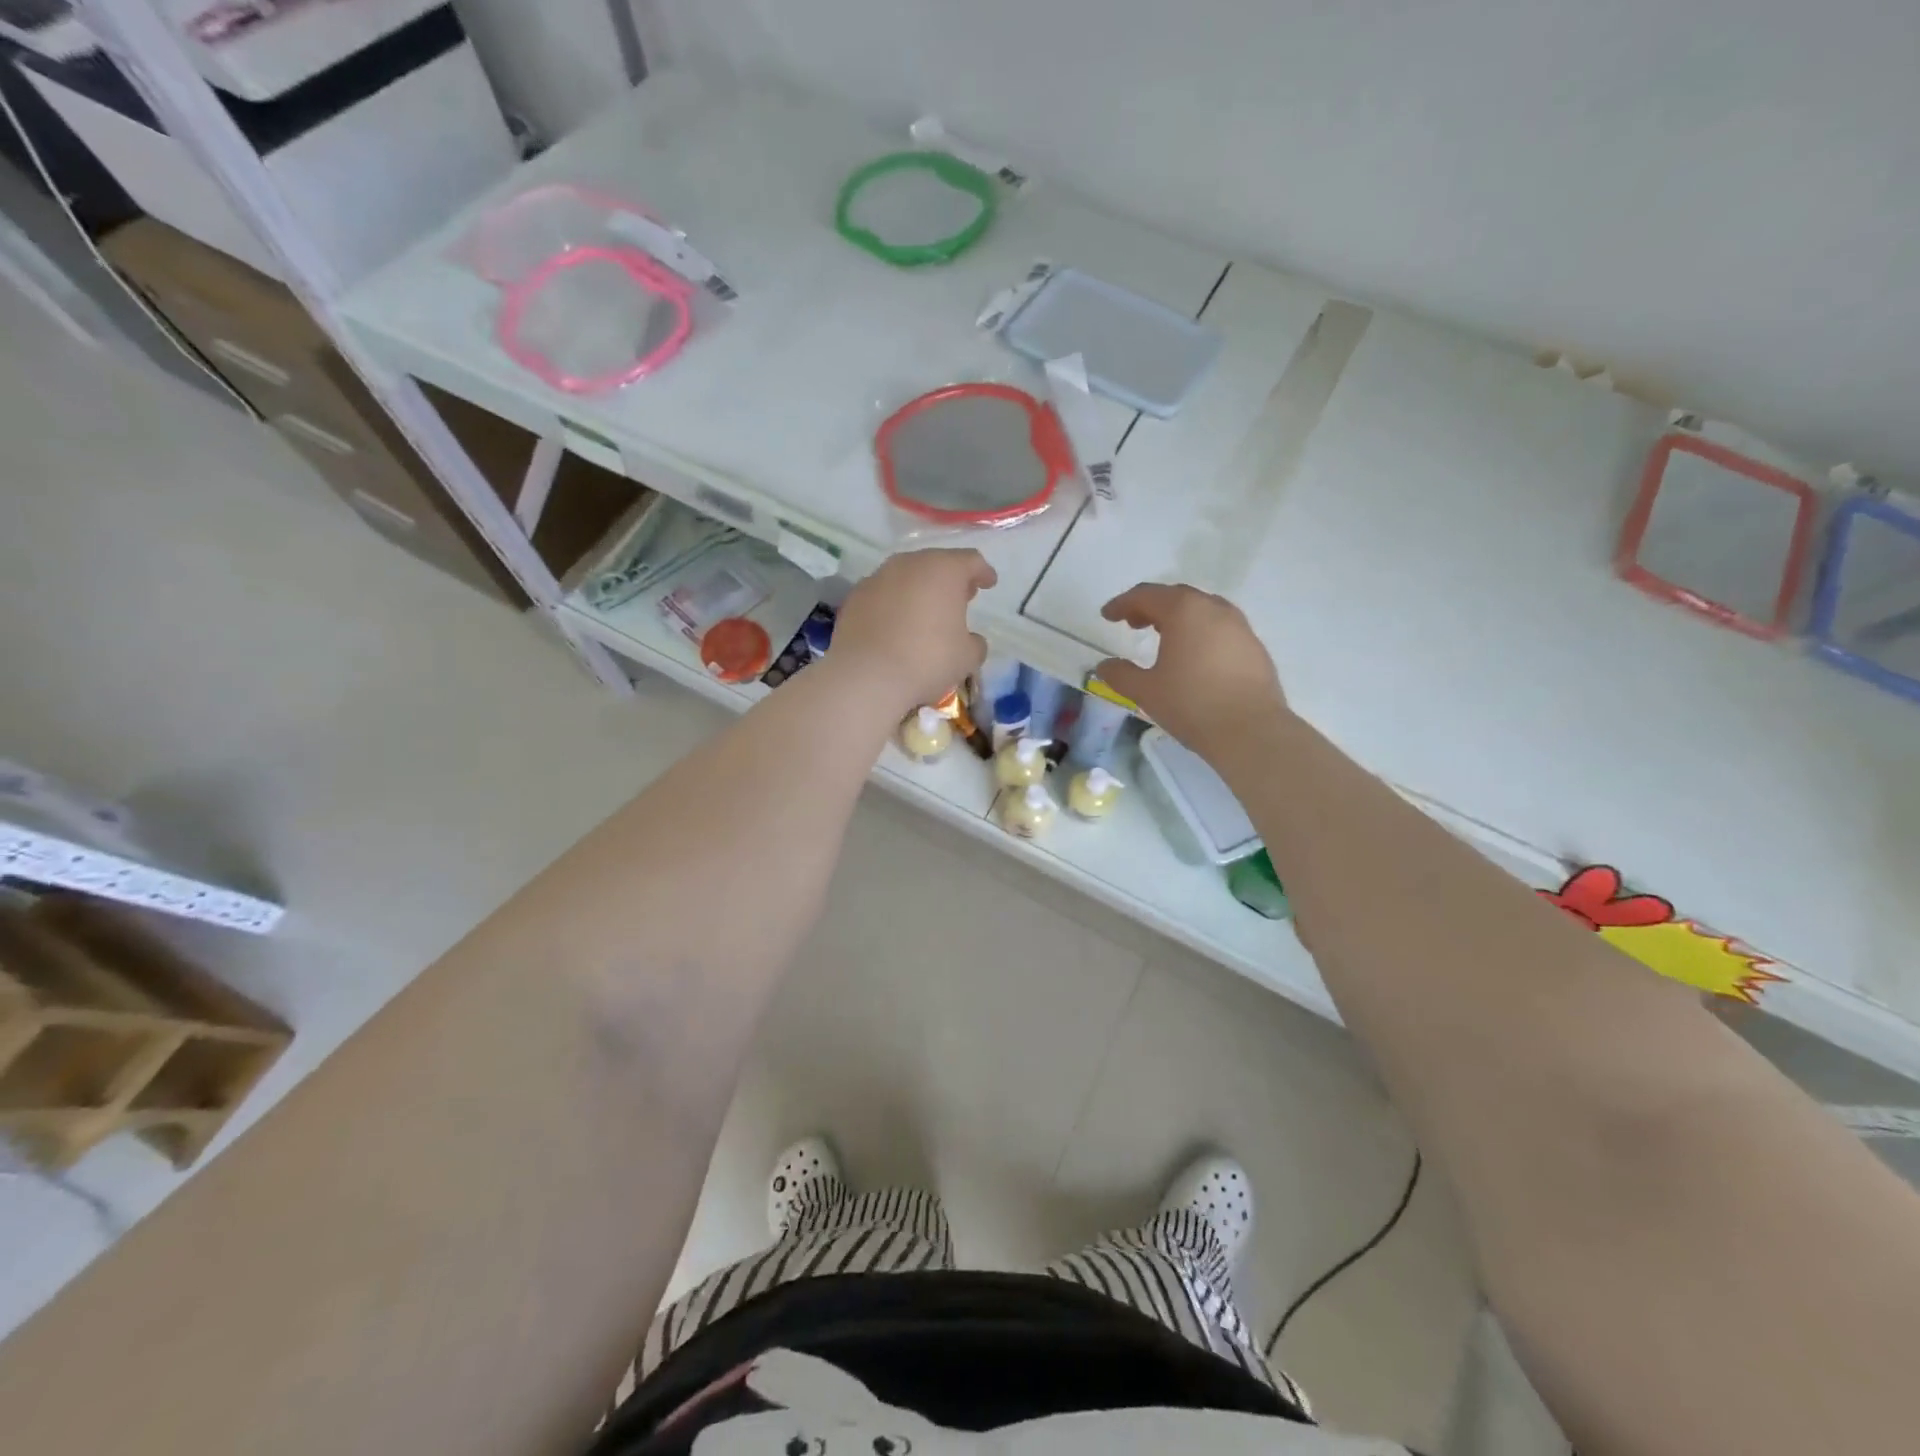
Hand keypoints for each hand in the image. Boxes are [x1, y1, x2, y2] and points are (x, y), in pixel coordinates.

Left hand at [832, 548, 996, 713]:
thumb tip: (971, 640)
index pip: (971, 561)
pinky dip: (893, 603)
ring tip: (926, 611)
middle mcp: (909, 564)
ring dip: (919, 589)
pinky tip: (896, 624)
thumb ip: (975, 643)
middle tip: (959, 597)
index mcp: (944, 570)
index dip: (983, 572)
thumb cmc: (928, 660)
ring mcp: (877, 578)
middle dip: (949, 579)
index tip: (989, 583)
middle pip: (935, 563)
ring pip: (905, 576)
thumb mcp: (967, 657)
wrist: (867, 676)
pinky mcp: (854, 597)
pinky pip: (882, 594)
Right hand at [1095, 583, 1290, 760]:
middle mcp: (1214, 609)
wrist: (1251, 731)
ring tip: (1163, 638)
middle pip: (1176, 596)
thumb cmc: (1191, 704)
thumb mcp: (1146, 691)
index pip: (1146, 595)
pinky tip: (1194, 657)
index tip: (1107, 616)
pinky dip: (1200, 632)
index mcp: (1184, 611)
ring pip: (1202, 610)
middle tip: (1133, 624)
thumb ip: (1120, 674)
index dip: (1123, 603)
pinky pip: (1220, 628)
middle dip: (1151, 606)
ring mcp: (1240, 626)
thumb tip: (1104, 666)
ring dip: (1179, 617)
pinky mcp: (1254, 646)